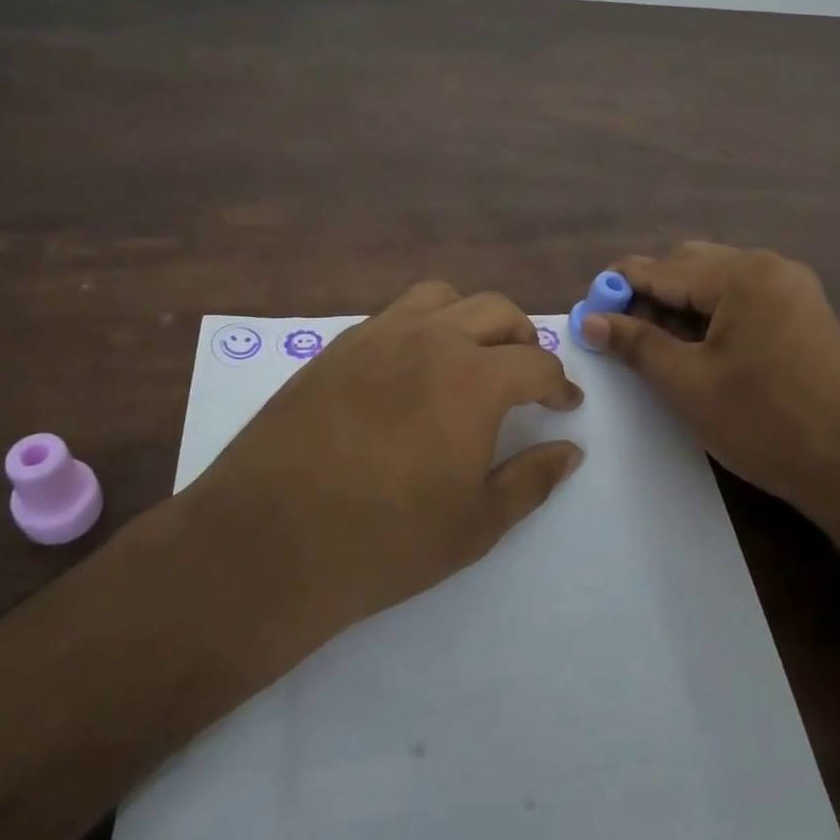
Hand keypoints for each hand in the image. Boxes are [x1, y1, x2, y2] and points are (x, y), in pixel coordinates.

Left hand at [184, 281, 584, 649]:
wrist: (270, 542)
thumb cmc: (385, 541)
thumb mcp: (476, 524)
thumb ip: (532, 480)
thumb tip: (570, 451)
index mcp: (472, 379)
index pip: (536, 363)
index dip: (560, 384)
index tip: (565, 403)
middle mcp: (428, 339)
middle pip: (495, 311)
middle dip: (523, 339)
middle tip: (526, 376)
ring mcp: (376, 337)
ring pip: (440, 297)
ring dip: (470, 319)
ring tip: (471, 358)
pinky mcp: (335, 348)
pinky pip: (392, 316)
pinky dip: (421, 327)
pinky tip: (411, 370)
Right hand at [578, 242, 839, 513]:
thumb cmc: (761, 423)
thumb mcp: (686, 383)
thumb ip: (635, 343)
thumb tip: (589, 319)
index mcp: (742, 275)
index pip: (660, 268)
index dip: (617, 288)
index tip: (587, 314)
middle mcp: (770, 266)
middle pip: (689, 266)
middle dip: (650, 295)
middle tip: (624, 337)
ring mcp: (793, 288)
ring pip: (715, 282)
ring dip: (680, 306)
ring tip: (659, 348)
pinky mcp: (804, 312)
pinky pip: (742, 298)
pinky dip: (711, 315)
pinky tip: (698, 349)